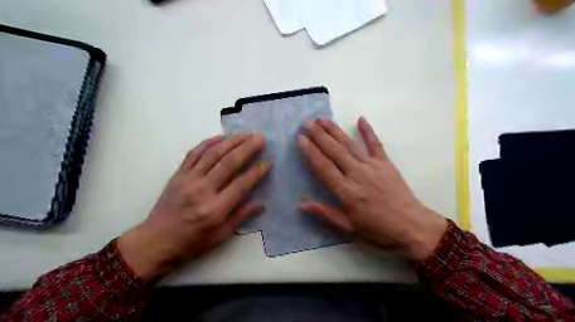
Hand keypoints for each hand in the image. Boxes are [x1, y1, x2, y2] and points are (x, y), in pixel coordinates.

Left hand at [119, 132, 272, 278]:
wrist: (155, 241)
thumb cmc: (192, 242)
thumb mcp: (221, 235)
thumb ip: (242, 216)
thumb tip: (261, 203)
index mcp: (216, 209)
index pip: (242, 184)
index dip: (257, 171)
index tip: (268, 162)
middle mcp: (203, 190)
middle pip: (229, 163)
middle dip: (247, 148)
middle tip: (260, 138)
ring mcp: (188, 179)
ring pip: (213, 154)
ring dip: (231, 141)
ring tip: (245, 134)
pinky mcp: (178, 174)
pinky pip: (194, 153)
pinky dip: (208, 142)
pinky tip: (221, 137)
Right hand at [299, 116, 445, 259]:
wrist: (413, 228)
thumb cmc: (379, 231)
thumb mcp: (349, 229)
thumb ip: (326, 214)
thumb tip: (301, 204)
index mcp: (346, 192)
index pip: (324, 167)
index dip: (311, 152)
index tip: (300, 139)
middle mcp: (357, 175)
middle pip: (334, 152)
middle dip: (319, 136)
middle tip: (306, 123)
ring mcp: (373, 167)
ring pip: (349, 145)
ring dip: (335, 131)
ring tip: (322, 119)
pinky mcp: (386, 164)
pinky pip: (376, 145)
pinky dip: (368, 131)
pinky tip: (361, 119)